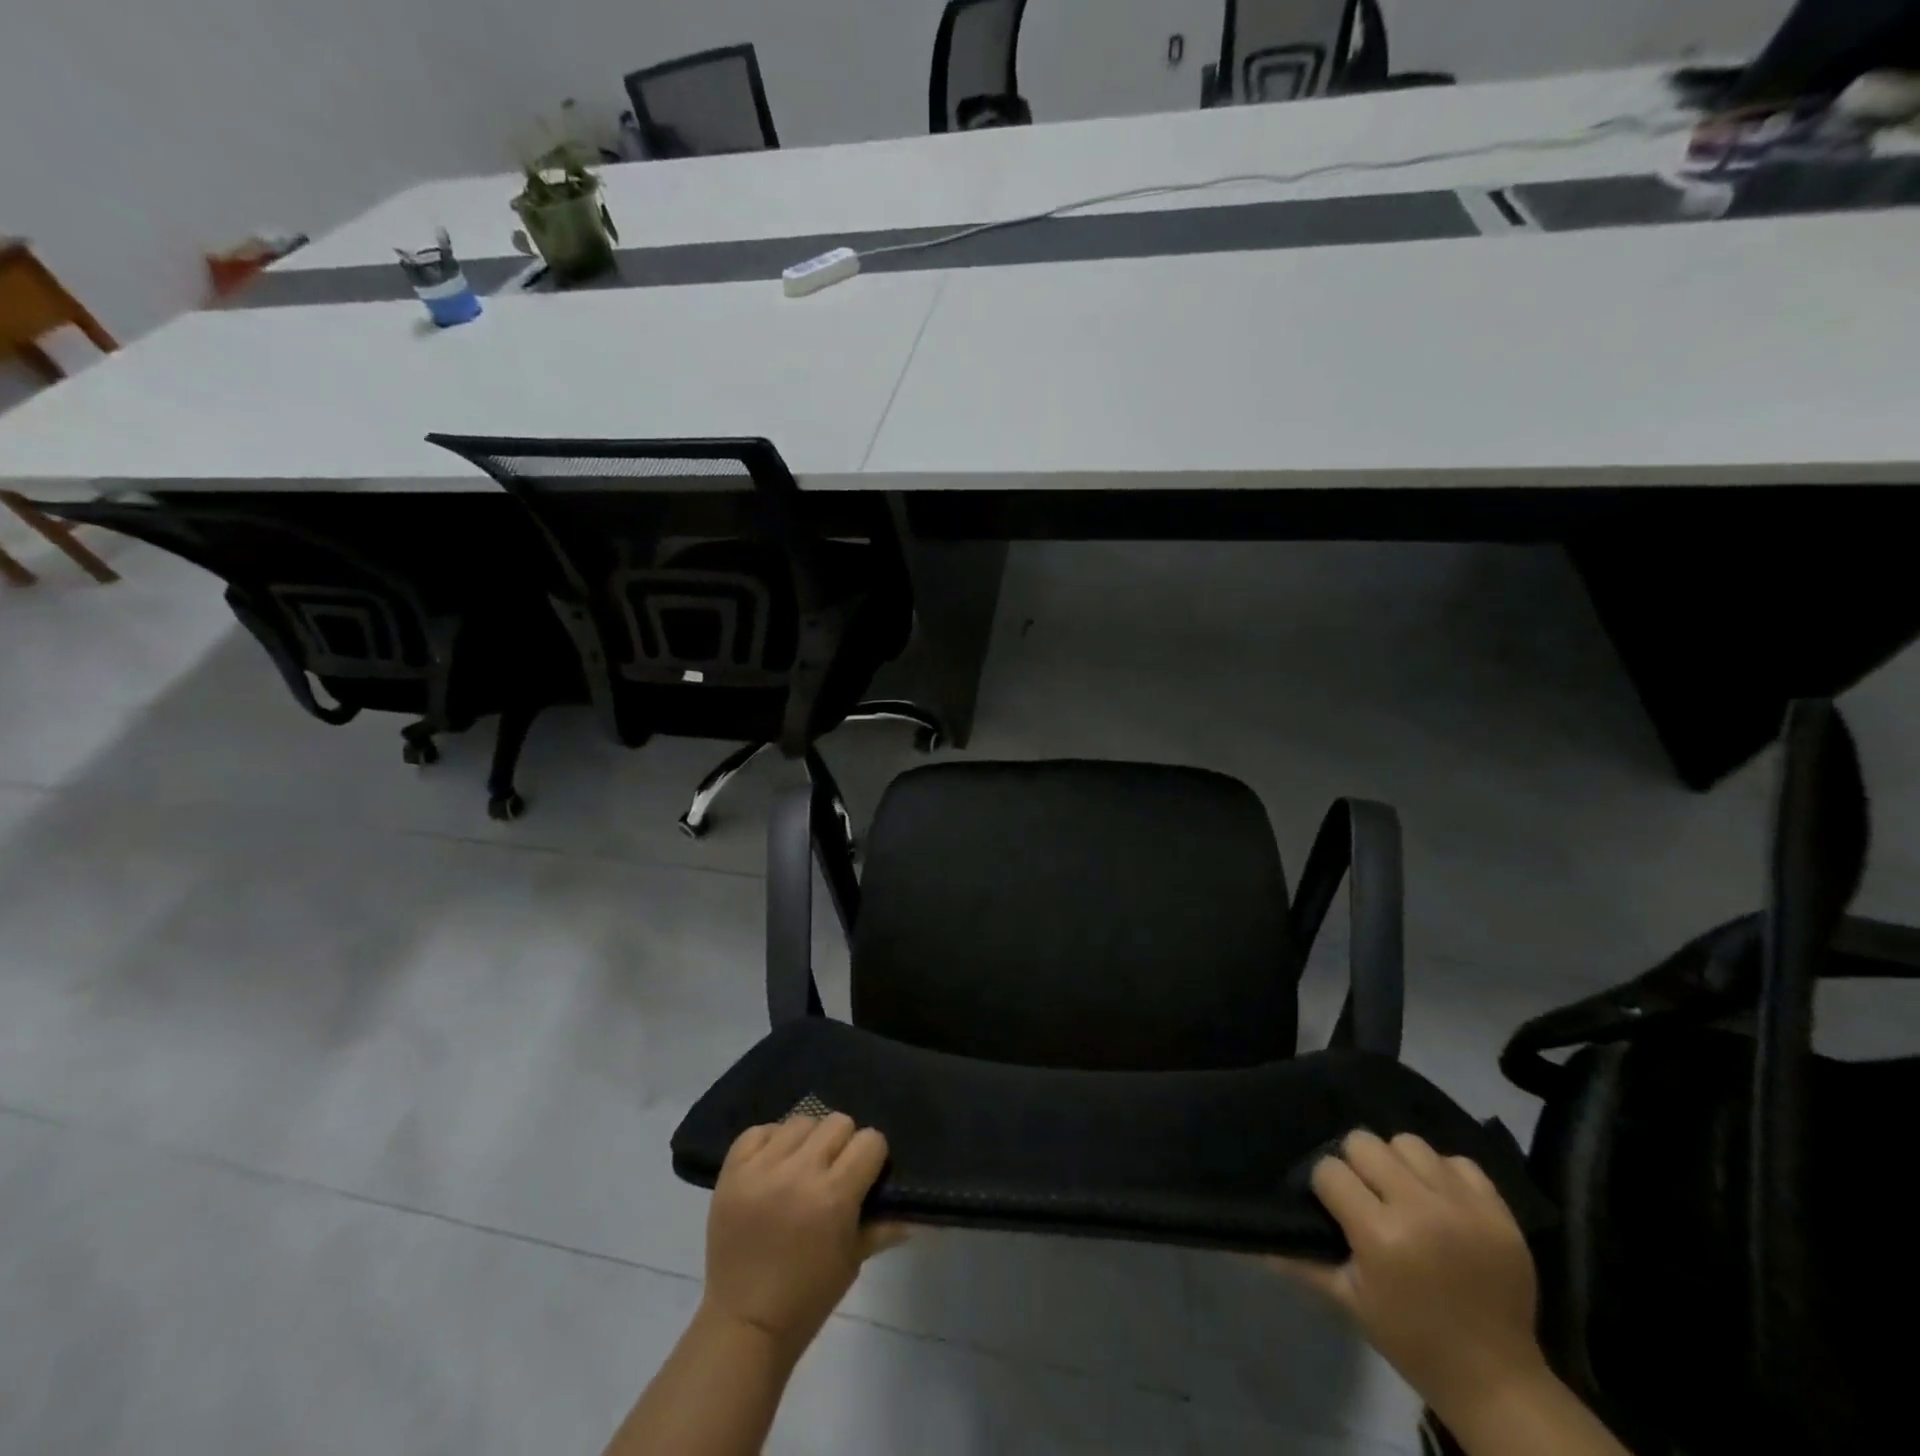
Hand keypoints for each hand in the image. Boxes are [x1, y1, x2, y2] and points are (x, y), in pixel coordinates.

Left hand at [702, 1114, 908, 1357]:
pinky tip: (774, 1164)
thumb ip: (883, 1227)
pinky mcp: (732, 1172)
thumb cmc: (807, 1298)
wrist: (743, 1325)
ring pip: (800, 1121)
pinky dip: (770, 1142)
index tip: (866, 1173)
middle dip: (843, 1144)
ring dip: (808, 1141)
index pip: (870, 1141)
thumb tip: (914, 1212)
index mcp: (834, 1196)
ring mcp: (761, 1169)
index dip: (872, 1156)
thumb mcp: (853, 1262)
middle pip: (837, 1122)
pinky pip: (759, 1131)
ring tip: (802, 1167)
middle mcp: (799, 1173)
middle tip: (835, 1170)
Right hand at [1271, 1131, 1549, 1424]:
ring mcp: (1464, 1207)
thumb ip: (1300, 1262)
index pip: (1330, 1171)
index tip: (1334, 1208)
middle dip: (1357, 1166)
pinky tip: (1441, 1201)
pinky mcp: (1499, 1212)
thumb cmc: (1411, 1339)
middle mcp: (1421, 1209)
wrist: (1497, 1380)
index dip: (1326, 1186)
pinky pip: (1459, 1161)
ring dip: (1399, 1164)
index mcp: (1380, 1235)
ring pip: (1409, 1143)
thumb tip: (1252, 1242)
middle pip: (1365, 1142)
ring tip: (1404, 1193)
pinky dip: (1444, 1175)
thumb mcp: (1348, 1302)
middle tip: (1366, 1196)